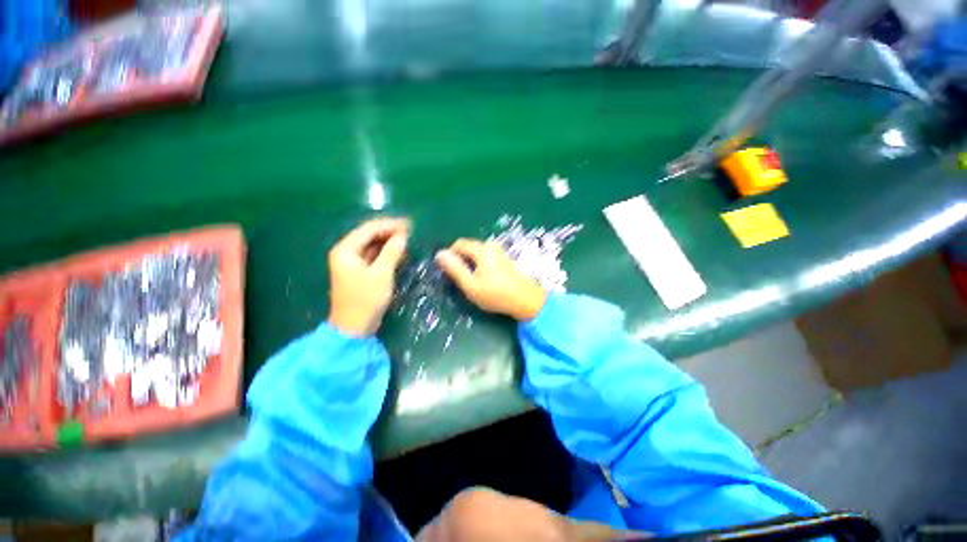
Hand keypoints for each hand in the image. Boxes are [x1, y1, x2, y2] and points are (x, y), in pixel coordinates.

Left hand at [328, 217, 410, 335]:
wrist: (354, 328)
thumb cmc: (366, 299)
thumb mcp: (382, 274)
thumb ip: (392, 252)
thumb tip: (403, 236)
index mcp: (346, 250)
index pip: (369, 229)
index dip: (390, 225)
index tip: (410, 224)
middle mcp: (346, 252)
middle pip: (370, 235)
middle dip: (390, 231)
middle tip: (411, 230)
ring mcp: (352, 262)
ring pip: (373, 245)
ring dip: (389, 241)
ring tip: (408, 239)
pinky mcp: (359, 271)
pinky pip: (374, 255)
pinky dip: (387, 252)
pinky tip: (400, 251)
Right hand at [435, 239, 546, 320]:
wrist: (526, 300)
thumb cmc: (496, 295)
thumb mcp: (471, 285)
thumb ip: (455, 269)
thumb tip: (439, 254)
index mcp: (482, 249)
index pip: (459, 244)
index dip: (450, 256)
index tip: (449, 273)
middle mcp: (491, 245)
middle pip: (468, 247)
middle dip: (461, 260)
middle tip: (461, 280)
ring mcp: (499, 251)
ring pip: (476, 253)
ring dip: (470, 264)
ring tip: (472, 281)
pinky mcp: (504, 258)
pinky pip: (485, 256)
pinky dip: (479, 265)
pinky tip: (484, 280)